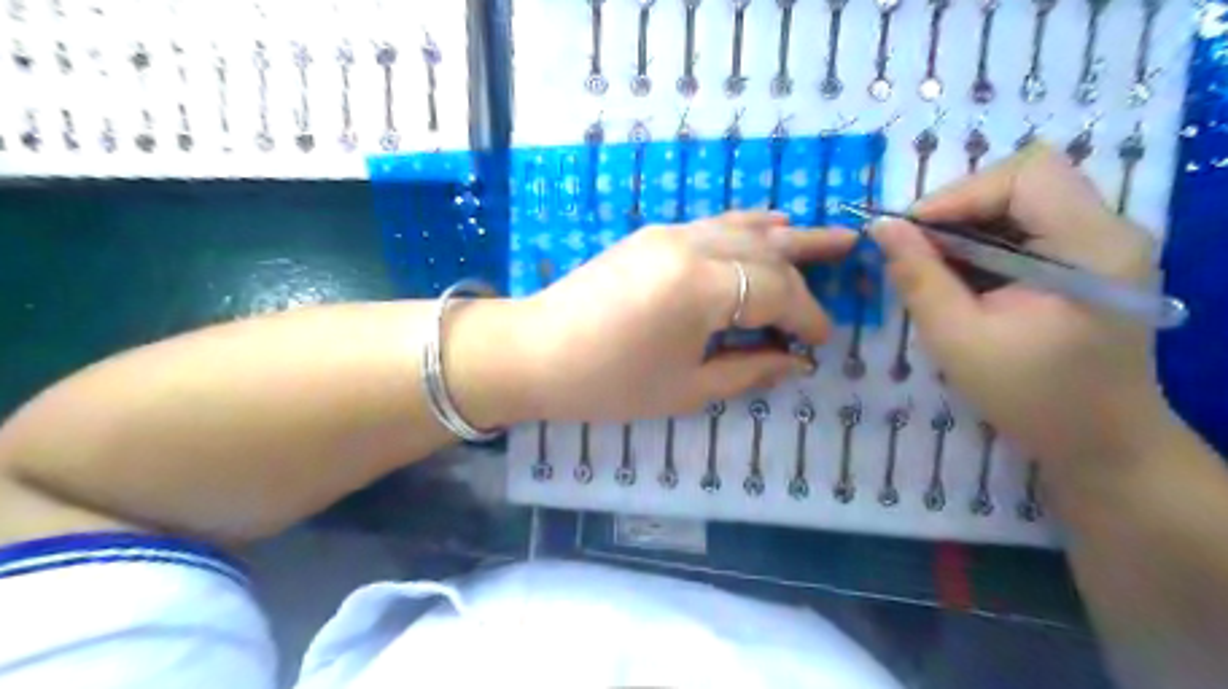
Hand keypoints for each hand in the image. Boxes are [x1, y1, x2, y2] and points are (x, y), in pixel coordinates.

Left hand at [512, 212, 854, 421]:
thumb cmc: (608, 382)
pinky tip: (767, 226)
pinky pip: (713, 224)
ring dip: (785, 235)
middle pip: (766, 253)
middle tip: (849, 260)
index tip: (822, 341)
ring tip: (825, 236)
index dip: (807, 317)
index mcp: (702, 288)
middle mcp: (691, 246)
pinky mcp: (652, 234)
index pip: (776, 294)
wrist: (534, 352)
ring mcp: (669, 233)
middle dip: (806, 268)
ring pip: (743, 227)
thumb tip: (796, 361)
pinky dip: (746, 226)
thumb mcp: (685, 388)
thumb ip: (749, 370)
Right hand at [873, 143, 1169, 466]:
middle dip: (960, 208)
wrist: (1101, 443)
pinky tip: (962, 278)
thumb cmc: (1031, 398)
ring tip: (933, 266)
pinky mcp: (1089, 261)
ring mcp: (1102, 244)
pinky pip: (1028, 227)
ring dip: (968, 225)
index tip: (910, 233)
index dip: (961, 193)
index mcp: (1091, 248)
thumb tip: (880, 227)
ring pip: (1024, 200)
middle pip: (1027, 180)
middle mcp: (1109, 231)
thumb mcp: (958, 339)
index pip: (1028, 175)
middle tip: (916, 249)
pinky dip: (984, 243)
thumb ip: (918, 277)